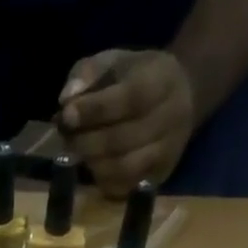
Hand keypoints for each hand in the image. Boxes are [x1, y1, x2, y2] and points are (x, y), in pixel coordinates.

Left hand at [56, 49, 196, 195]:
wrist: (182, 97)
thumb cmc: (138, 77)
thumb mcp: (114, 61)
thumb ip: (88, 73)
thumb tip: (66, 99)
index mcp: (162, 80)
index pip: (129, 99)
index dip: (94, 110)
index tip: (66, 114)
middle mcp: (171, 118)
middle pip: (122, 139)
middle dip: (85, 140)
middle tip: (65, 136)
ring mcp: (167, 151)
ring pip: (122, 168)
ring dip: (91, 162)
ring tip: (76, 151)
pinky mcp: (159, 175)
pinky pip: (124, 186)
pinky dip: (102, 179)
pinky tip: (93, 165)